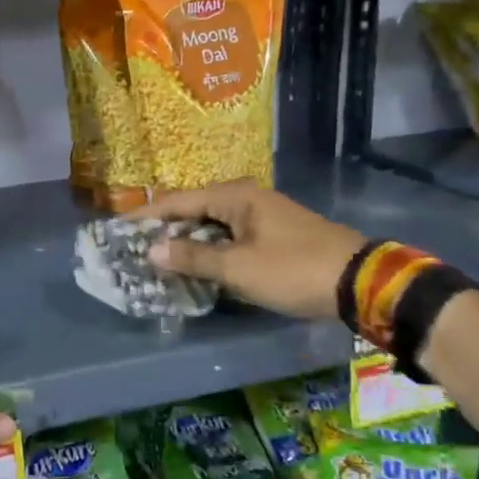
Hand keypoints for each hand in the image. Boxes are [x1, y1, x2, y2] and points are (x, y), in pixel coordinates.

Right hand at [138, 182, 365, 319]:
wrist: (360, 282)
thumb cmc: (293, 269)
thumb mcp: (238, 267)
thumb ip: (193, 257)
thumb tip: (152, 251)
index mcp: (234, 196)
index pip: (176, 201)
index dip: (146, 217)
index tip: (118, 230)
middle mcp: (245, 198)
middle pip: (192, 210)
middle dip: (164, 229)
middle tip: (134, 248)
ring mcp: (261, 215)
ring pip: (211, 225)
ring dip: (186, 241)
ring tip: (157, 259)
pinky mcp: (272, 233)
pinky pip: (228, 236)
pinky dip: (208, 248)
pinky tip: (196, 265)